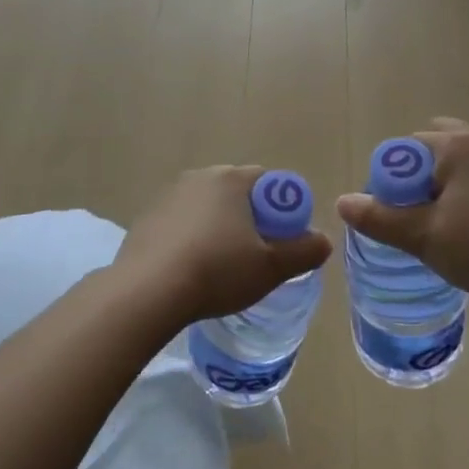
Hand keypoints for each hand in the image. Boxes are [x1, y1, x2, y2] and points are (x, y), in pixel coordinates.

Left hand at [114, 166, 331, 323]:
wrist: (147, 291)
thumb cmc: (217, 271)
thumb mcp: (271, 267)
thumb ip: (304, 251)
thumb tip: (323, 241)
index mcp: (231, 179)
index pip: (268, 181)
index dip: (281, 209)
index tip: (281, 240)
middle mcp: (198, 177)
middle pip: (236, 193)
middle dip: (249, 219)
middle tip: (255, 256)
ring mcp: (167, 196)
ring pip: (206, 209)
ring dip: (218, 230)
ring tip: (221, 268)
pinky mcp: (146, 219)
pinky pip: (180, 225)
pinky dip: (190, 241)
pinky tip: (190, 271)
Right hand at [335, 119, 468, 314]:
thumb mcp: (423, 238)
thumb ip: (379, 218)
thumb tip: (343, 202)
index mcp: (457, 146)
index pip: (409, 147)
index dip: (395, 177)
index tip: (398, 210)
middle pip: (442, 145)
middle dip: (425, 172)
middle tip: (423, 212)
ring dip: (457, 180)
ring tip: (455, 222)